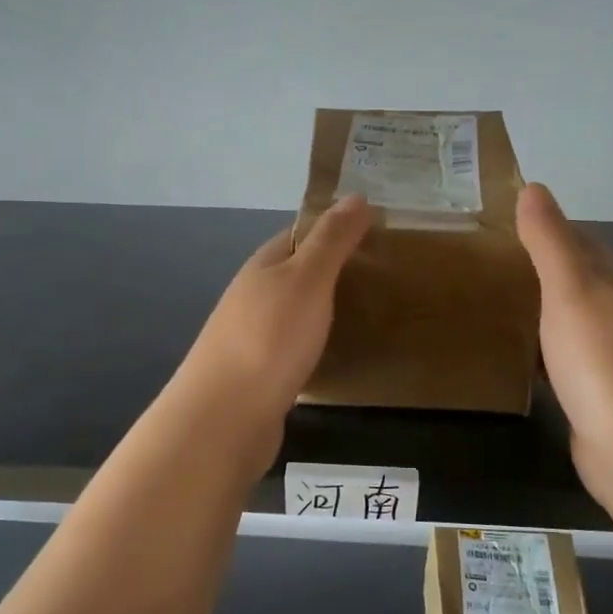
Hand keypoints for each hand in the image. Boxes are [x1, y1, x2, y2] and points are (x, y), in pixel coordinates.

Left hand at [174, 196, 373, 458]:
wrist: (225, 417)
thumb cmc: (270, 338)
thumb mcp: (307, 279)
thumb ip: (332, 241)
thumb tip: (356, 196)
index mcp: (264, 266)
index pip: (302, 234)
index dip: (337, 229)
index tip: (379, 233)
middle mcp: (254, 296)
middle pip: (299, 274)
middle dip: (336, 272)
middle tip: (387, 277)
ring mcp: (253, 337)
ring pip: (297, 313)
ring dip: (327, 310)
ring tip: (372, 314)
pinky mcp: (260, 375)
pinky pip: (296, 348)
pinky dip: (318, 345)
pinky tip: (340, 356)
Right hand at [517, 183, 612, 504]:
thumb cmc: (602, 360)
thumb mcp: (570, 289)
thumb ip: (550, 240)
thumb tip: (534, 187)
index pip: (579, 239)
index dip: (543, 227)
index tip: (497, 224)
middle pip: (575, 278)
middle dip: (536, 269)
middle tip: (482, 265)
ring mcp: (612, 355)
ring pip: (568, 319)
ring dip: (537, 310)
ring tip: (490, 305)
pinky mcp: (599, 392)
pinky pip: (564, 357)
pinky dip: (540, 350)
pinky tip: (517, 358)